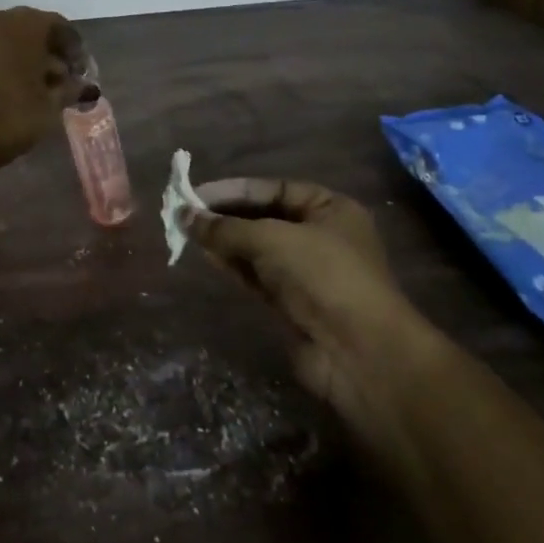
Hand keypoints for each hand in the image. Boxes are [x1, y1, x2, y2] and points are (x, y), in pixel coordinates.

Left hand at [0, 7, 90, 178]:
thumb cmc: (8, 120)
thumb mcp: (49, 109)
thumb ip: (68, 90)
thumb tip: (83, 85)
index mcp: (27, 26)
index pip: (58, 26)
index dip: (72, 48)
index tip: (79, 73)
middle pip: (25, 25)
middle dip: (41, 48)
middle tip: (51, 79)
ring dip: (4, 44)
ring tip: (11, 73)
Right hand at [186, 179, 421, 416]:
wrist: (359, 353)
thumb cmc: (323, 276)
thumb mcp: (271, 240)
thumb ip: (226, 227)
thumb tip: (184, 215)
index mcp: (329, 208)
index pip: (273, 190)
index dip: (234, 190)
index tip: (195, 194)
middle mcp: (320, 236)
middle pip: (264, 218)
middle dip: (226, 216)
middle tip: (185, 214)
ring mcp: (307, 272)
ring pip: (257, 249)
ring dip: (226, 241)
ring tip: (187, 232)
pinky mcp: (294, 304)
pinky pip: (257, 276)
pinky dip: (233, 265)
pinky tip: (207, 256)